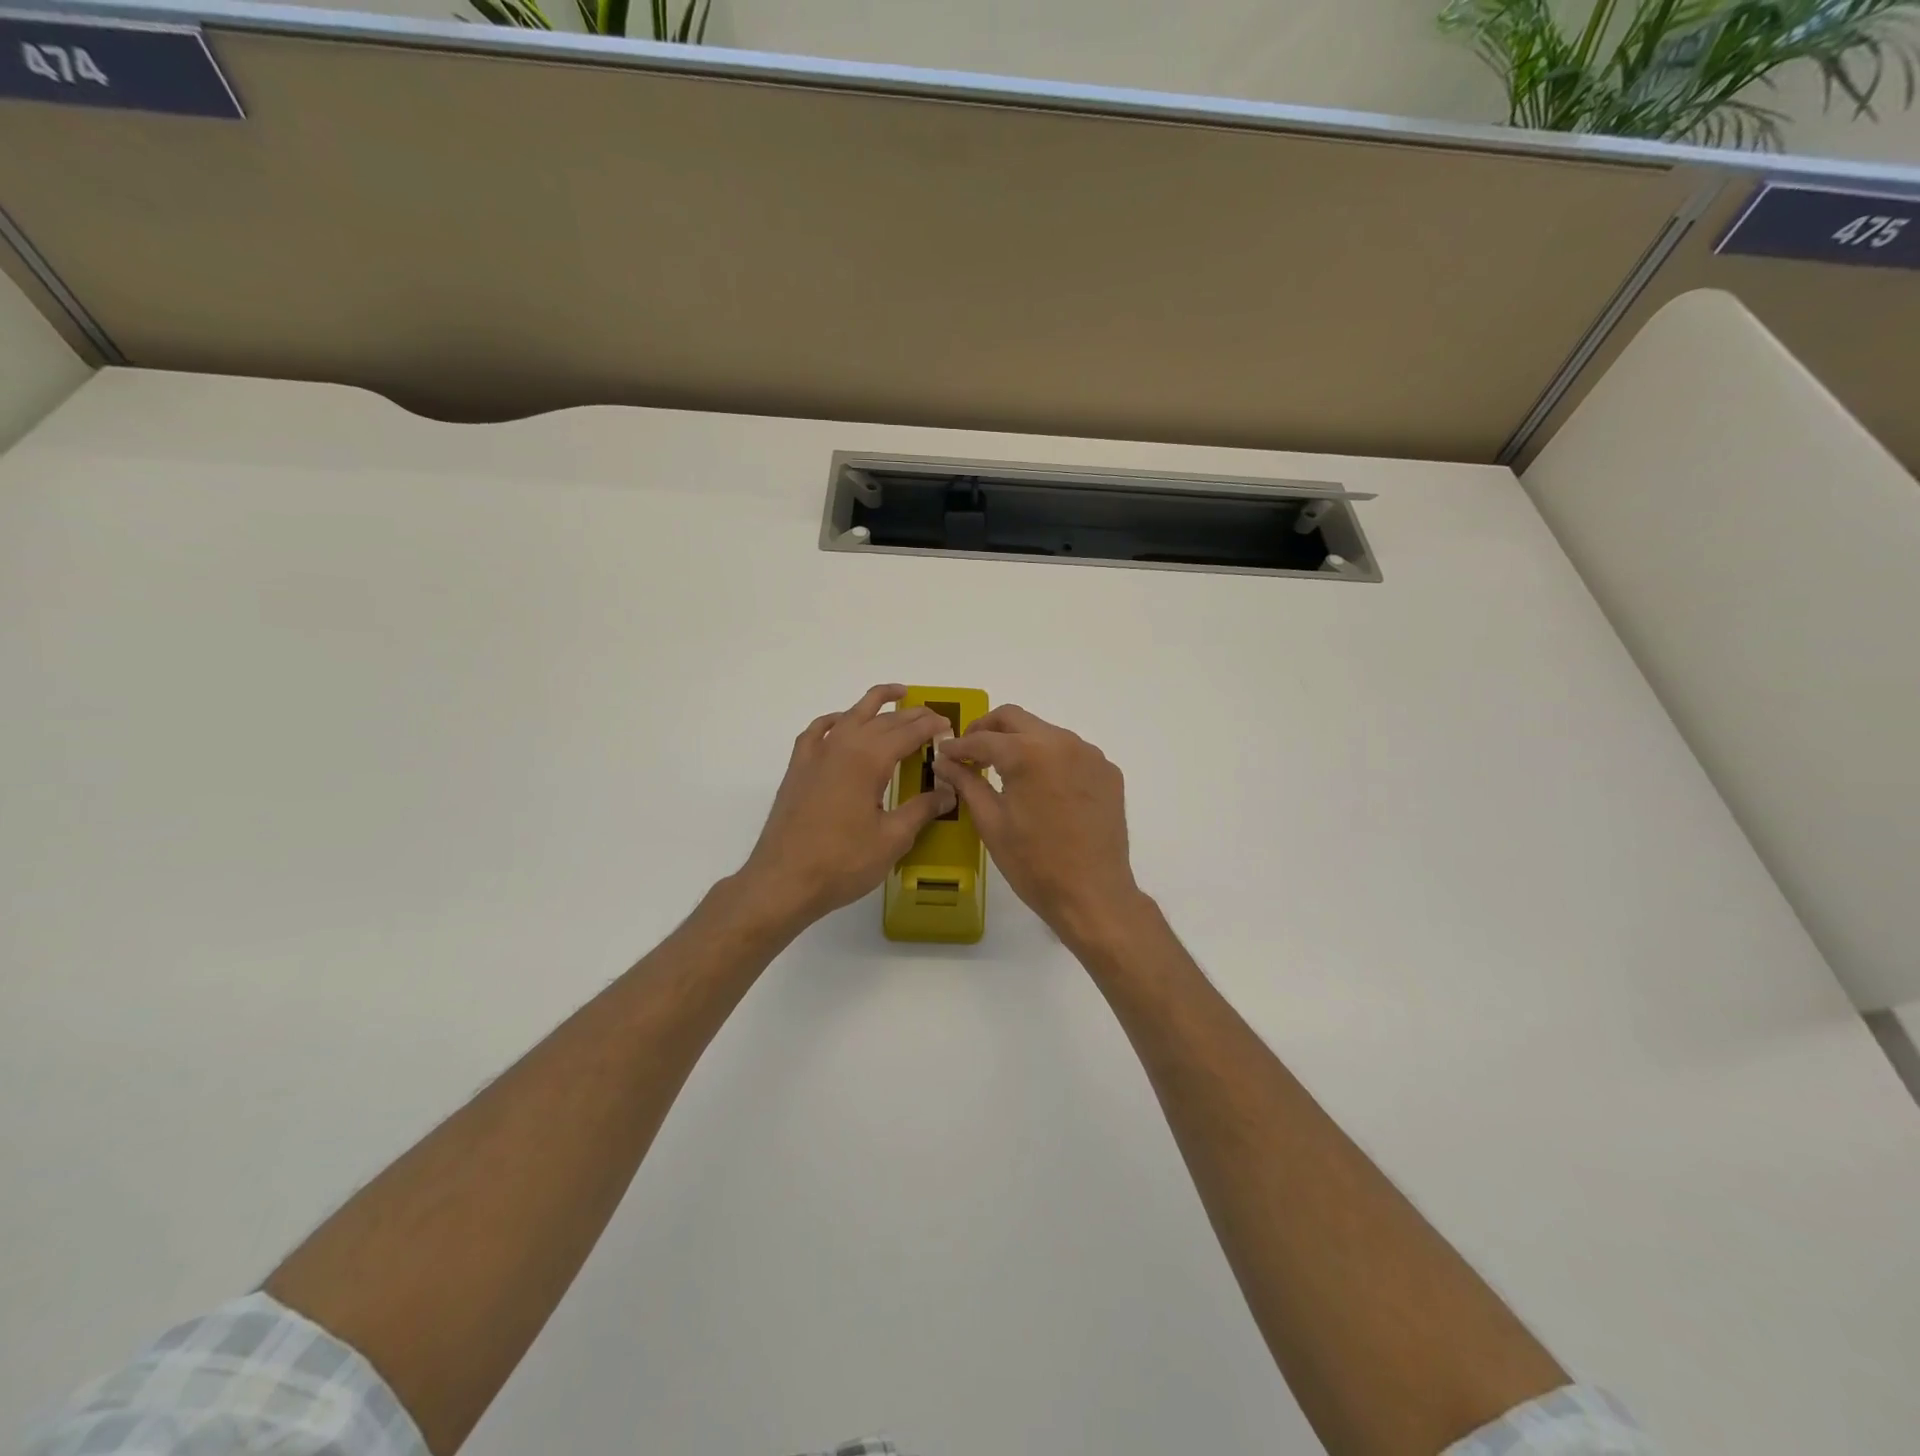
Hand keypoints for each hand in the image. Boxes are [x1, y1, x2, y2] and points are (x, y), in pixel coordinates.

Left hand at [737, 685, 956, 932]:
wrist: (783, 881)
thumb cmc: (842, 862)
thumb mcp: (892, 839)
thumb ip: (922, 809)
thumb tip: (948, 792)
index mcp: (868, 759)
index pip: (908, 732)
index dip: (931, 727)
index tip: (950, 727)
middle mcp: (842, 746)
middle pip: (883, 720)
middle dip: (911, 715)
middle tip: (934, 716)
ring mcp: (816, 755)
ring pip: (851, 715)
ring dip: (875, 703)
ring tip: (897, 695)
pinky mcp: (798, 769)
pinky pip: (818, 731)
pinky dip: (835, 720)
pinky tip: (843, 723)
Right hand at [933, 705, 1144, 948]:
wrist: (1093, 895)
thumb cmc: (1034, 863)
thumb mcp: (991, 822)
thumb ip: (966, 783)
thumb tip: (945, 762)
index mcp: (1029, 753)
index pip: (984, 738)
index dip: (959, 746)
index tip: (943, 753)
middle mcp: (1063, 742)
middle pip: (1016, 718)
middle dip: (988, 730)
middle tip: (970, 752)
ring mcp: (1090, 755)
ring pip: (1045, 732)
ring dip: (1021, 742)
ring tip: (1004, 770)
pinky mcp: (1108, 772)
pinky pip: (1071, 753)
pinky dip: (1049, 759)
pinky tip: (1041, 787)